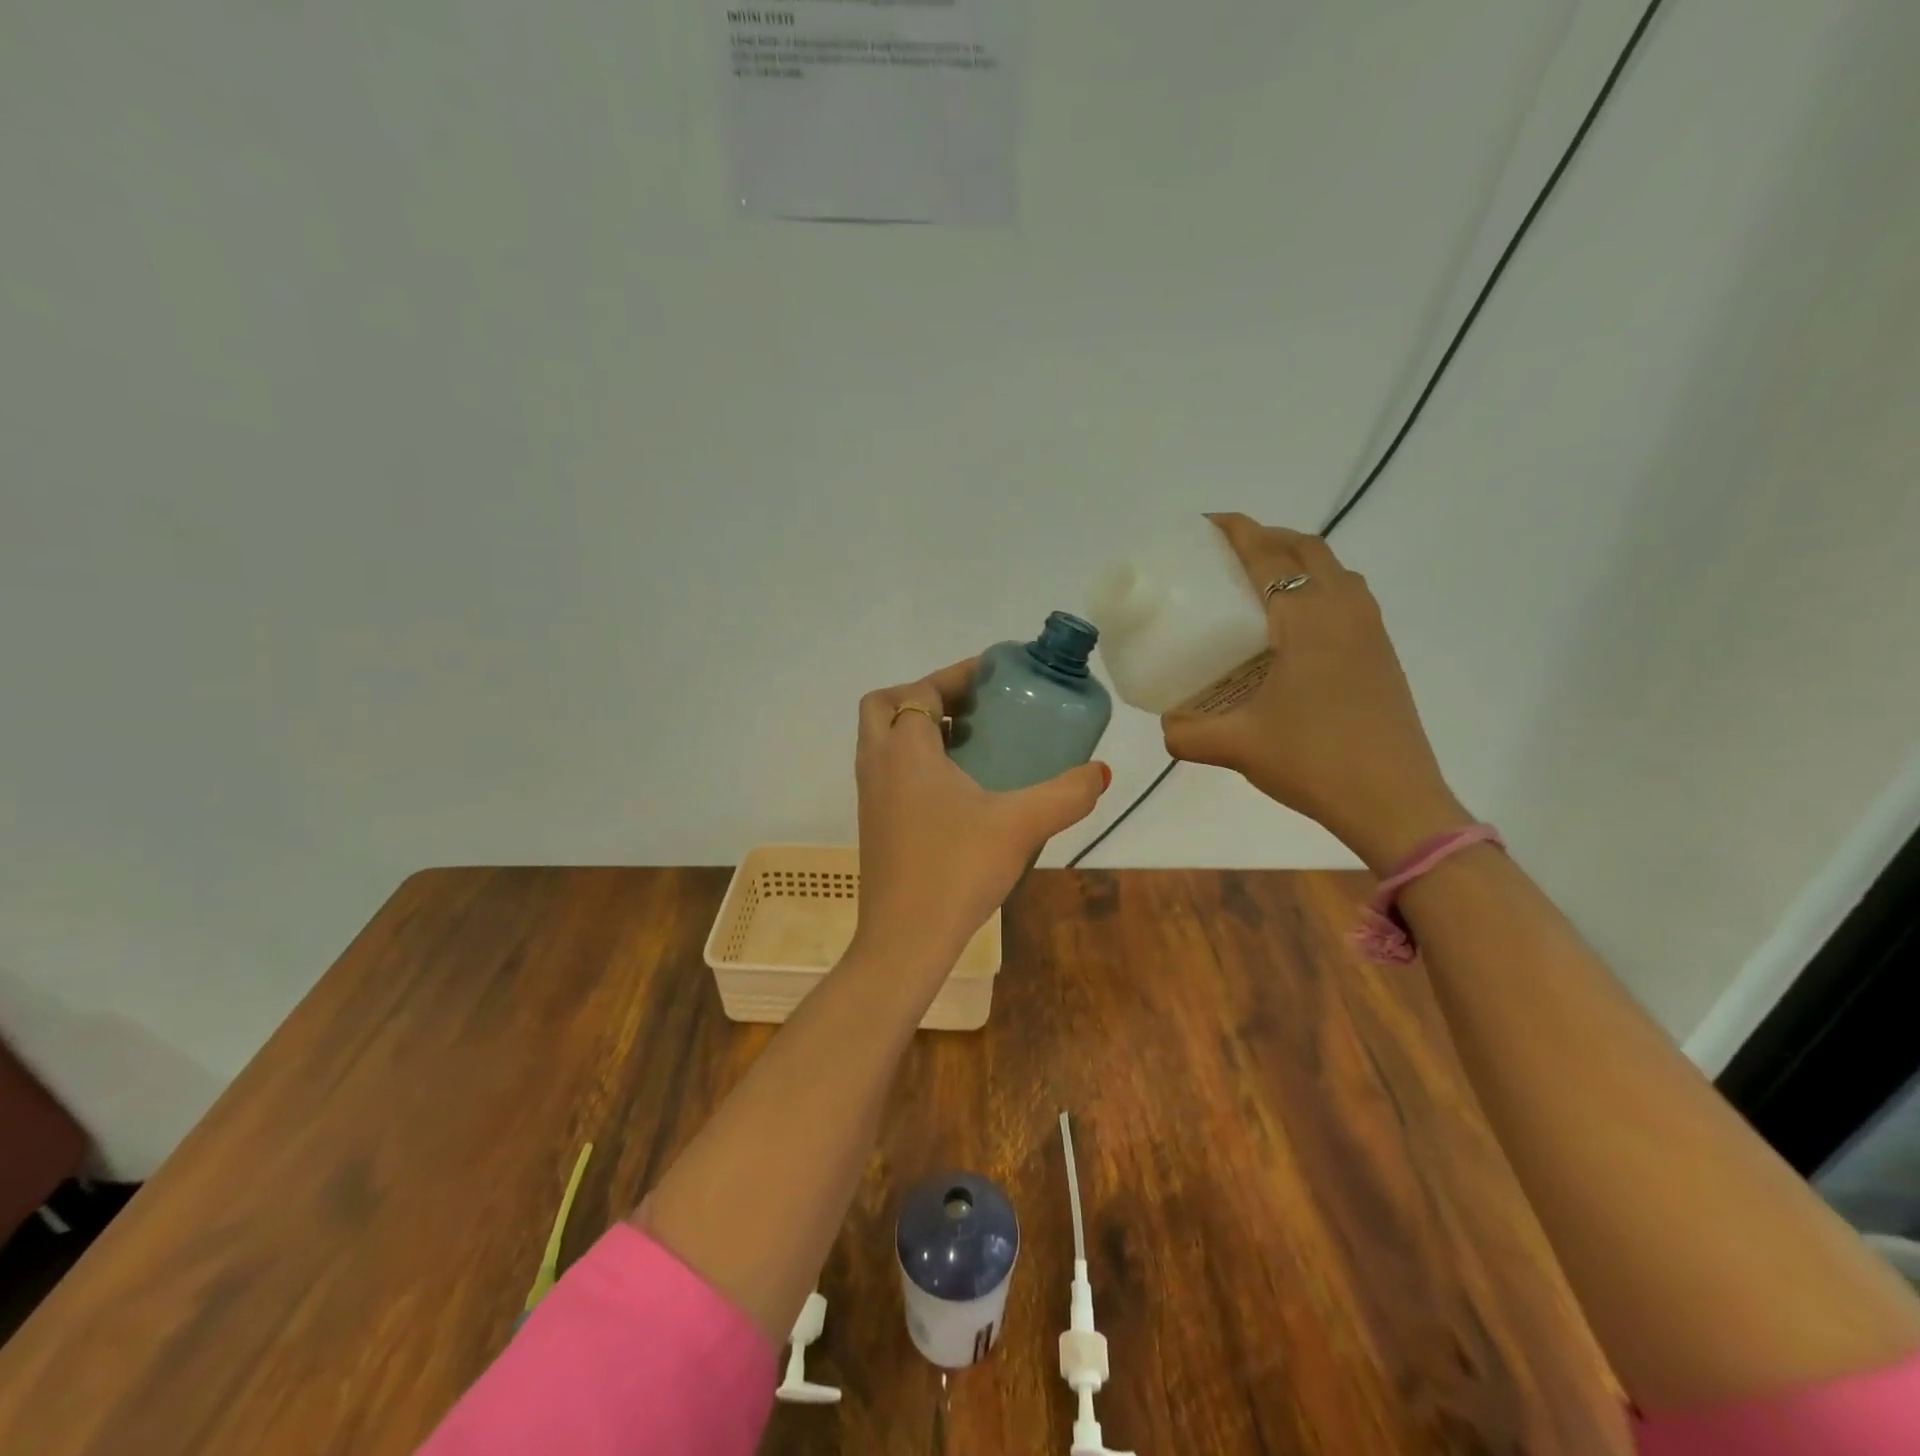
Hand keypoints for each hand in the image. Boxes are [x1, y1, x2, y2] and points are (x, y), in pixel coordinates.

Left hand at [853, 660, 1109, 970]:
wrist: (905, 939)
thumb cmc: (957, 870)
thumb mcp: (1021, 825)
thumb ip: (1066, 794)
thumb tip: (1099, 773)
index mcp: (904, 750)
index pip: (921, 690)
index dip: (956, 675)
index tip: (993, 676)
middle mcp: (877, 764)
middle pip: (885, 706)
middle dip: (924, 695)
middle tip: (971, 709)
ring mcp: (869, 796)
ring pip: (882, 740)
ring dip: (919, 728)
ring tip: (972, 742)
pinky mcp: (873, 824)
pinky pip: (887, 771)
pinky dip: (914, 760)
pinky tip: (958, 789)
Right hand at [1161, 514, 1469, 872]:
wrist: (1394, 801)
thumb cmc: (1313, 761)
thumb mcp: (1236, 746)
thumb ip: (1187, 733)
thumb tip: (1166, 725)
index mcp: (1306, 619)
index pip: (1268, 556)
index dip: (1237, 531)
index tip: (1207, 523)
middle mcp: (1343, 611)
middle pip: (1307, 550)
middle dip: (1267, 538)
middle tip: (1228, 555)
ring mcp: (1370, 632)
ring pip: (1334, 571)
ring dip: (1298, 561)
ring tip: (1260, 584)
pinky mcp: (1382, 655)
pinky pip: (1348, 598)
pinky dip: (1318, 589)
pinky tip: (1294, 629)